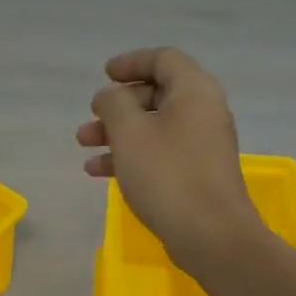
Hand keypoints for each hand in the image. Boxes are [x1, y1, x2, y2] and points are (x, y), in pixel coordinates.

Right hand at [76, 48, 264, 272]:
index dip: (131, 62)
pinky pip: (160, 152)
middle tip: (90, 118)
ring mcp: (203, 144)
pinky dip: (132, 155)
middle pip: (157, 93)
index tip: (104, 75)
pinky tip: (100, 172)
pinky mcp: (197, 173)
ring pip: (154, 126)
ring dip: (118, 133)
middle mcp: (204, 111)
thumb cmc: (167, 175)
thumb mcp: (129, 132)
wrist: (211, 235)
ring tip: (84, 147)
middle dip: (118, 105)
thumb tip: (111, 95)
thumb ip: (114, 104)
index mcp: (195, 91)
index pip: (163, 59)